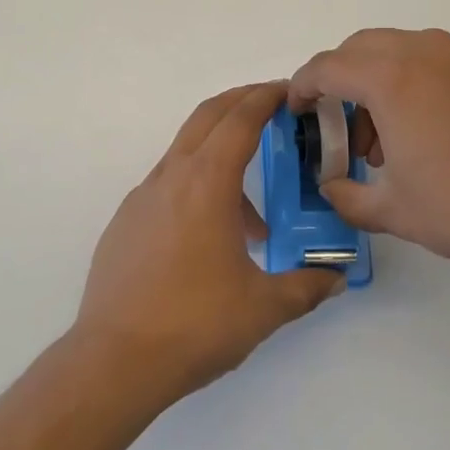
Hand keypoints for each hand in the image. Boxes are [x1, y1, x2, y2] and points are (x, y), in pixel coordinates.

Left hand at [72, 82, 345, 408]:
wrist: (114, 360)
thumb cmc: (195, 324)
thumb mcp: (263, 308)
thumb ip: (306, 286)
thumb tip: (336, 277)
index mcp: (207, 182)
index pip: (240, 119)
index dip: (265, 97)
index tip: (287, 90)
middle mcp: (171, 177)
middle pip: (207, 117)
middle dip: (241, 103)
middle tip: (272, 108)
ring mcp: (142, 197)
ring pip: (186, 153)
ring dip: (221, 157)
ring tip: (254, 219)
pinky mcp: (125, 222)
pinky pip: (167, 187)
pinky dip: (195, 189)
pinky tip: (209, 240)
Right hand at [290, 29, 449, 281]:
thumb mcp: (393, 211)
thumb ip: (346, 196)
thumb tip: (331, 186)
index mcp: (390, 79)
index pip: (326, 68)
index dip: (301, 88)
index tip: (296, 112)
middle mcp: (420, 53)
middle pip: (357, 49)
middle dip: (336, 81)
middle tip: (337, 127)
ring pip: (392, 50)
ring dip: (372, 81)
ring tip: (382, 140)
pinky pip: (425, 59)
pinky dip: (405, 81)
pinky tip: (419, 131)